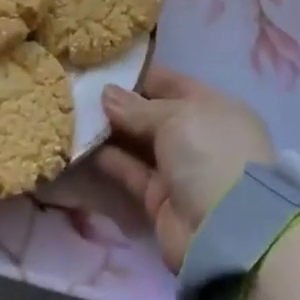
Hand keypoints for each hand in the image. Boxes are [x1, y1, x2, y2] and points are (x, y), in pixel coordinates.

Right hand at [98, 67, 274, 270]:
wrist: (226, 232)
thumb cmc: (208, 154)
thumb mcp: (175, 117)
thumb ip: (137, 107)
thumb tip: (106, 93)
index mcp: (212, 107)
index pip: (170, 83)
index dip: (138, 75)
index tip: (101, 67)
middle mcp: (196, 135)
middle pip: (151, 114)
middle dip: (119, 104)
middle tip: (78, 89)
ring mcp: (178, 168)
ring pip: (138, 142)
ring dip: (109, 130)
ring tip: (73, 113)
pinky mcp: (159, 198)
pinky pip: (130, 171)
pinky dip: (108, 159)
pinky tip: (80, 143)